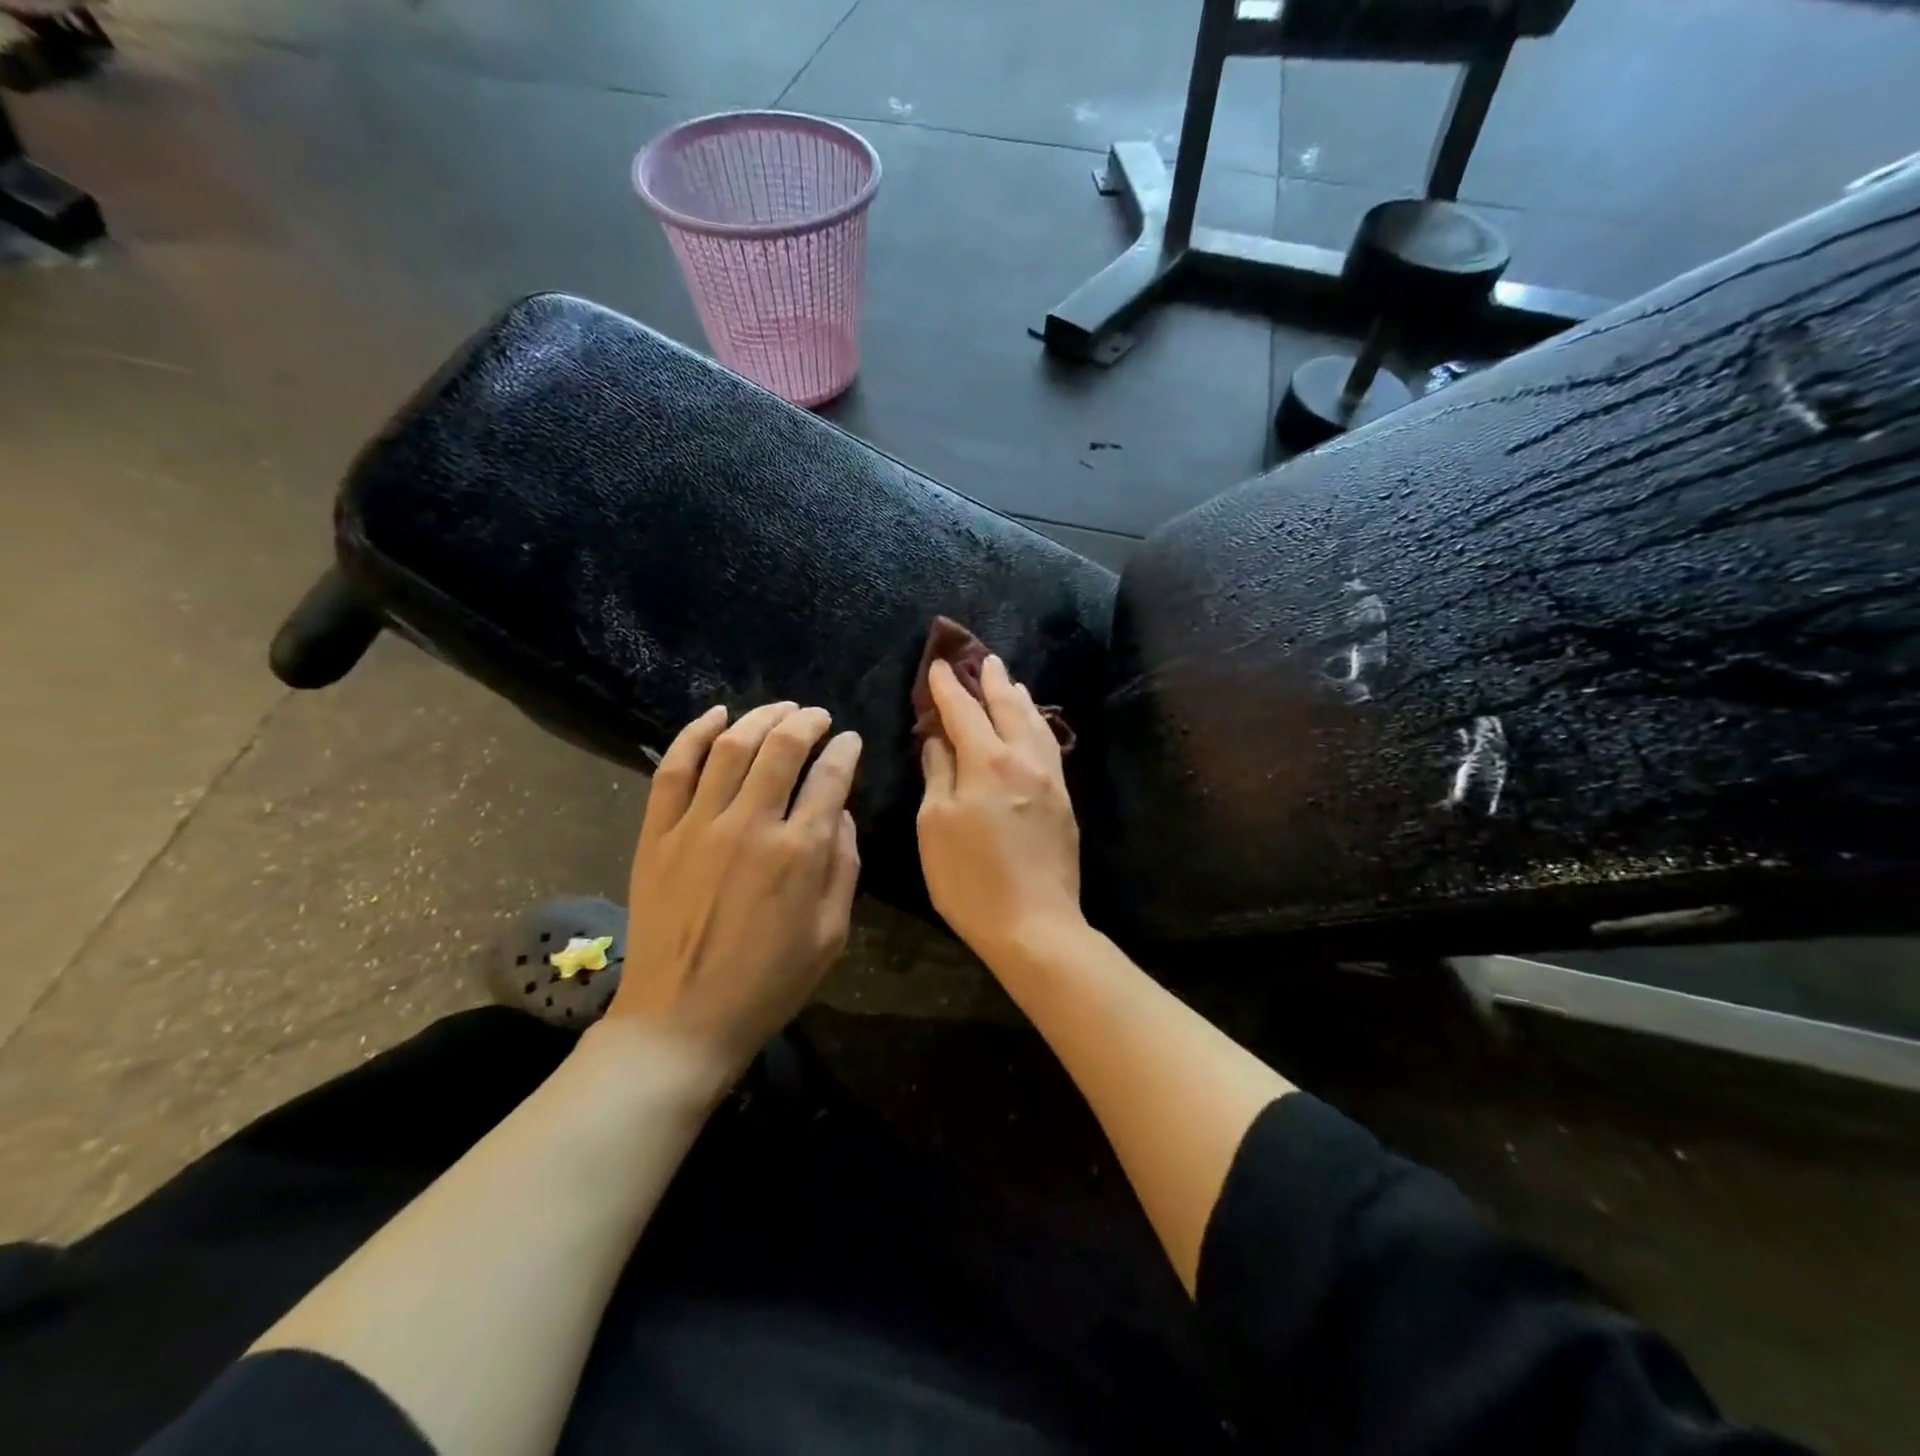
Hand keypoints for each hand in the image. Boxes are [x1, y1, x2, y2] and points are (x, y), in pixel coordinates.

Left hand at [603, 701, 862, 1085]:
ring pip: (731, 746)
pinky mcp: (658, 834)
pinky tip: (717, 716)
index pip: (830, 777)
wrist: (681, 1020)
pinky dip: (694, 734)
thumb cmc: (768, 984)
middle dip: (807, 721)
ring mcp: (697, 826)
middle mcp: (750, 825)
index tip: (851, 741)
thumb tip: (841, 813)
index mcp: (799, 852)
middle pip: (782, 747)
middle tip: (819, 717)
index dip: (846, 750)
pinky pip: (673, 768)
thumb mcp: (831, 934)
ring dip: (761, 717)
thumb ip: (844, 866)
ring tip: (780, 709)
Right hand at [917, 656, 1082, 963]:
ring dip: (1018, 697)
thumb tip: (937, 739)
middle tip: (982, 657)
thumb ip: (938, 774)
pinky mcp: (1063, 799)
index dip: (947, 686)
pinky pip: (1049, 746)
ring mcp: (1049, 778)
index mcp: (987, 762)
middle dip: (991, 679)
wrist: (1035, 925)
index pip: (963, 711)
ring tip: (1010, 681)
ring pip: (1034, 723)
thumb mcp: (936, 826)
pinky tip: (1033, 725)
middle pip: (1007, 706)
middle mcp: (1023, 759)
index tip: (937, 665)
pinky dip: (1036, 724)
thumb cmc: (970, 879)